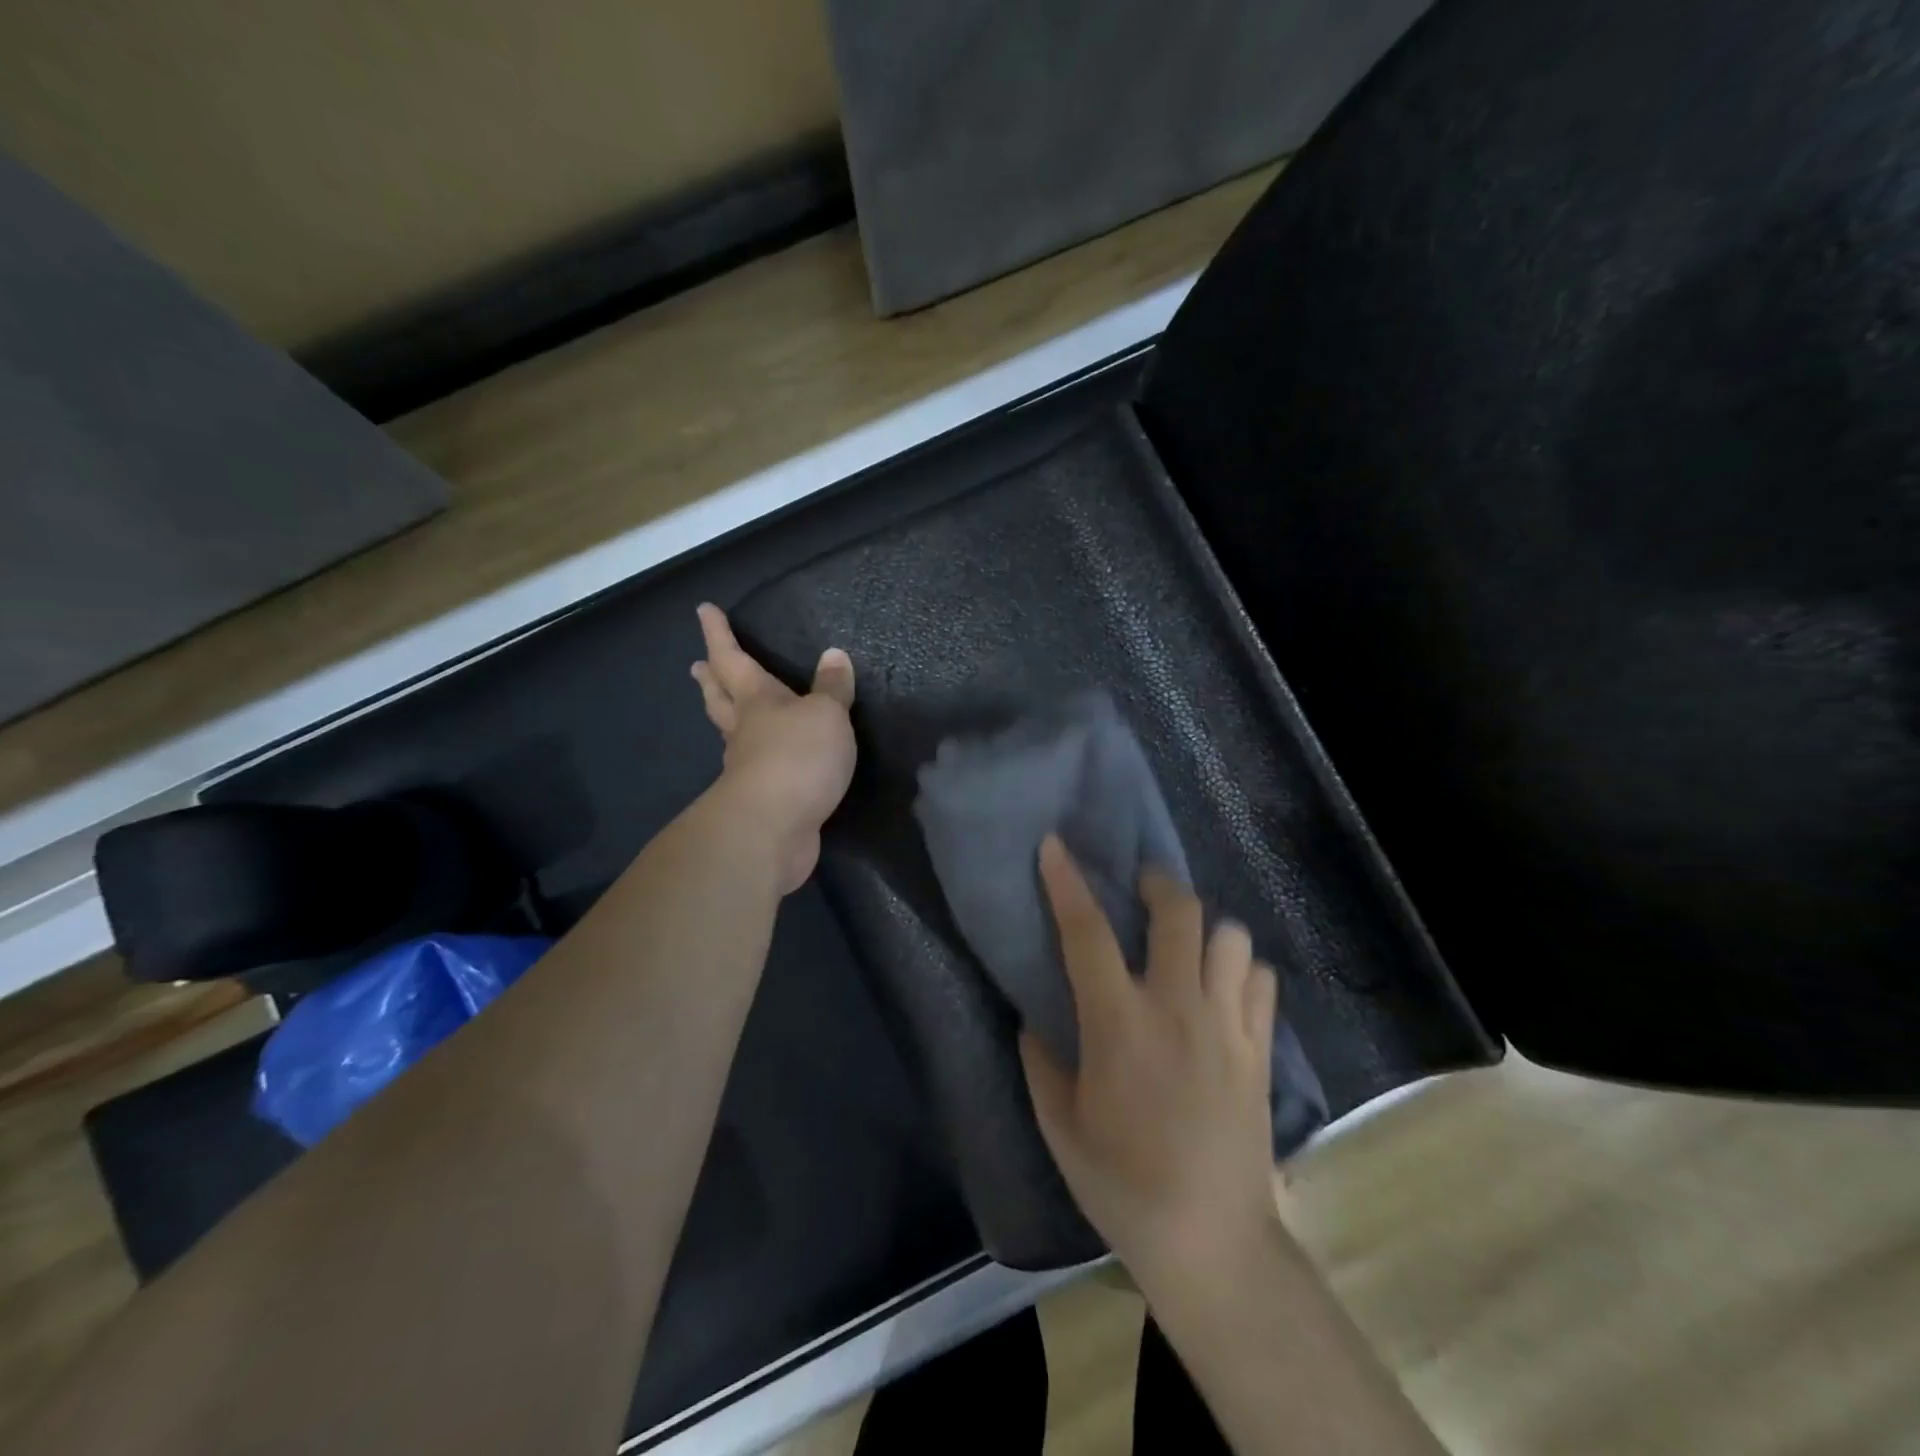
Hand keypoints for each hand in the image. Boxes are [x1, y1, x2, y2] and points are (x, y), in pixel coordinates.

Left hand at [690, 604, 856, 893]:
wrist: (773, 828)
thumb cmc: (798, 757)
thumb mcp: (827, 714)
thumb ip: (833, 688)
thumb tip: (835, 655)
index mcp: (758, 701)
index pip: (733, 659)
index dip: (719, 634)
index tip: (704, 609)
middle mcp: (745, 730)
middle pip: (721, 697)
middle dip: (712, 678)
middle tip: (697, 665)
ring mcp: (746, 768)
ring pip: (731, 733)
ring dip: (724, 716)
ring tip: (724, 707)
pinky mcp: (759, 800)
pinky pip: (753, 767)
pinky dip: (754, 756)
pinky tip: (761, 759)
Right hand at [1021, 837, 1281, 1292]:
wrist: (1211, 1242)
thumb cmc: (1122, 1183)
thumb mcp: (1059, 1125)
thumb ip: (1040, 1060)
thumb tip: (1034, 1016)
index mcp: (1119, 1024)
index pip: (1087, 933)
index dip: (1067, 882)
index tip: (1054, 845)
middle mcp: (1178, 1009)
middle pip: (1179, 912)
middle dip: (1157, 883)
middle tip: (1140, 887)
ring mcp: (1228, 1026)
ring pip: (1231, 937)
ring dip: (1205, 929)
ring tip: (1186, 945)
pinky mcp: (1261, 1050)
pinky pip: (1262, 980)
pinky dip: (1242, 970)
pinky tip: (1222, 990)